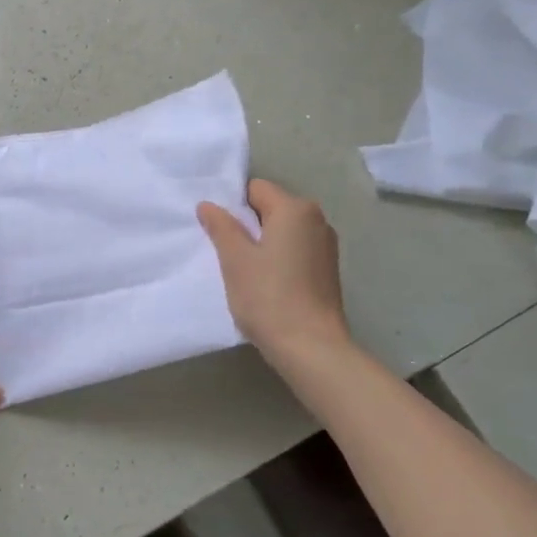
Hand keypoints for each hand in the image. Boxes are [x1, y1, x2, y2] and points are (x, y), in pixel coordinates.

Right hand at [197, 179, 350, 363]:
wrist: (311, 348)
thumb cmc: (268, 297)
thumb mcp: (235, 259)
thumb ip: (220, 226)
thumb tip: (208, 205)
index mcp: (296, 209)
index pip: (256, 189)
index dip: (233, 206)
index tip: (217, 231)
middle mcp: (317, 220)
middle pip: (271, 208)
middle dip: (247, 225)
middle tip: (225, 252)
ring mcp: (326, 246)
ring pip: (283, 232)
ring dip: (262, 244)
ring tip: (244, 271)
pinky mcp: (328, 271)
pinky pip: (295, 251)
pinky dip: (278, 260)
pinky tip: (265, 285)